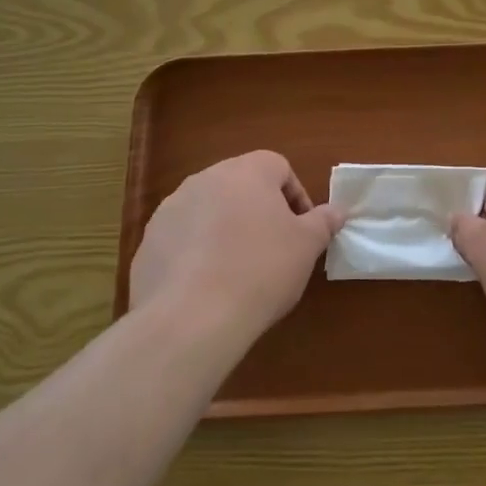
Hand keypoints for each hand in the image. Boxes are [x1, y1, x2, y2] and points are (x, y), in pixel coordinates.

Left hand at [130, 151, 341, 343]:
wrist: (191, 318)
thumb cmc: (261, 270)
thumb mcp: (306, 247)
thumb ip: (323, 222)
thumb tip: (337, 211)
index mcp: (246, 171)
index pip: (278, 167)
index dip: (295, 198)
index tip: (301, 232)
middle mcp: (205, 179)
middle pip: (241, 186)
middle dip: (259, 212)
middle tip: (273, 250)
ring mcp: (171, 209)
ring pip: (209, 211)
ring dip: (226, 231)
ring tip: (238, 272)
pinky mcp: (148, 242)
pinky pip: (182, 240)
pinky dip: (197, 255)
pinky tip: (207, 288)